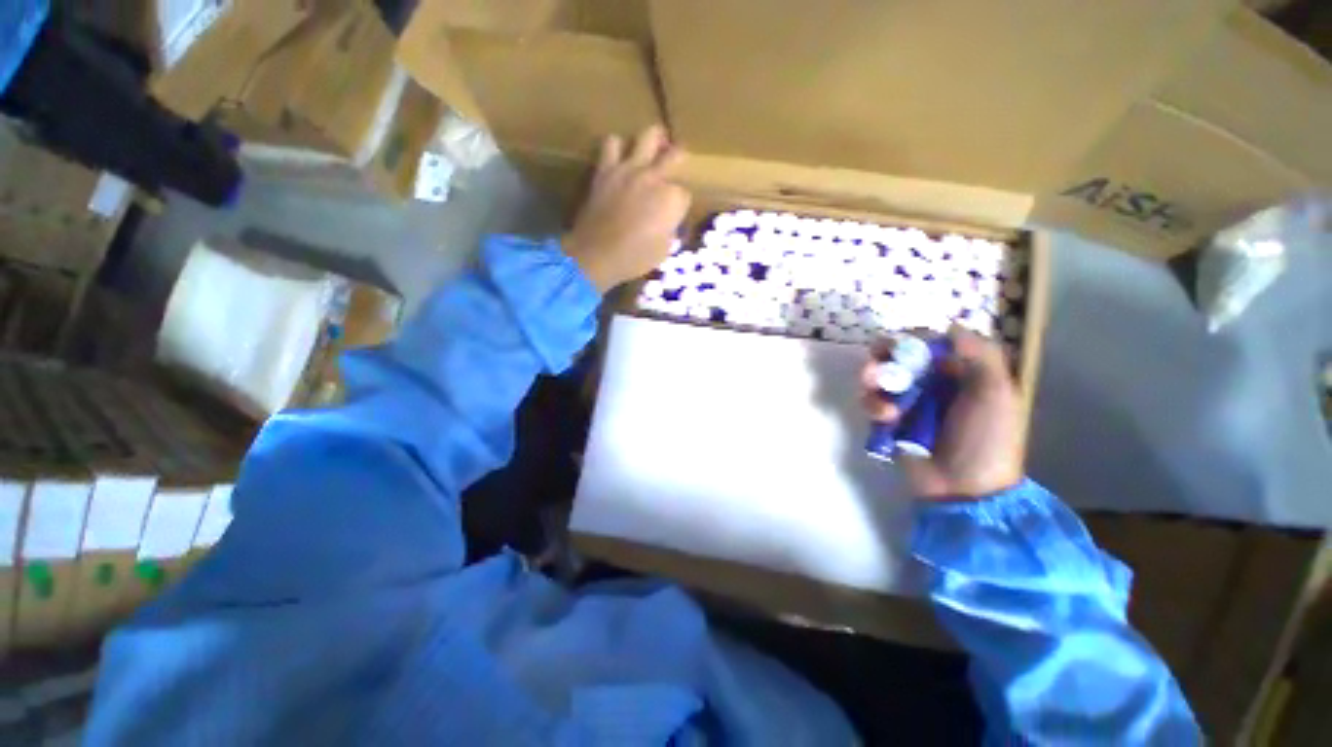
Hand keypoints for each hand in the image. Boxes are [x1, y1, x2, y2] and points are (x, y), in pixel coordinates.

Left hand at [563, 126, 691, 291]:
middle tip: (677, 160)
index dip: (681, 205)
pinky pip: (612, 144)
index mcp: (672, 200)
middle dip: (679, 158)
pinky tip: (619, 157)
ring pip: (647, 136)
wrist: (596, 254)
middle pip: (675, 154)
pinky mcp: (606, 170)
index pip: (685, 194)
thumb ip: (670, 231)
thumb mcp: (663, 251)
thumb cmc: (635, 258)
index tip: (674, 215)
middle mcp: (655, 178)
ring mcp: (629, 170)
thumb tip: (670, 225)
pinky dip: (617, 147)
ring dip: (652, 141)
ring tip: (651, 149)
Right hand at [861, 329, 1024, 499]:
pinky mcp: (888, 421)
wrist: (963, 490)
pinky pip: (870, 402)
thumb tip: (950, 326)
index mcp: (959, 373)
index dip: (910, 339)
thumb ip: (981, 354)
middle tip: (875, 367)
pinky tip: (884, 419)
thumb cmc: (985, 441)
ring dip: (872, 383)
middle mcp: (930, 383)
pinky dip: (871, 405)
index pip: (927, 343)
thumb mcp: (997, 394)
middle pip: (896, 356)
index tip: (901, 347)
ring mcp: (907, 403)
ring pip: (878, 377)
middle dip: (881, 358)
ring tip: (882, 403)